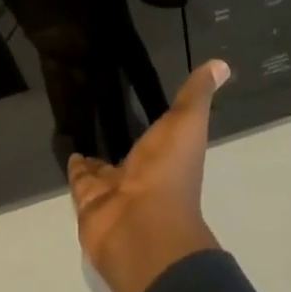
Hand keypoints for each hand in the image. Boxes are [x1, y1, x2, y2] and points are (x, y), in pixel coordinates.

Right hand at [66, 58, 229, 291]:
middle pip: (131, 152)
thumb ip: (196, 95)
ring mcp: (115, 190)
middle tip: (105, 108)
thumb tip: (222, 64)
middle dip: (122, 136)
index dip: (157, 120)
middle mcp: (144, 175)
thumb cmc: (168, 173)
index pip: (162, 135)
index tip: (144, 97)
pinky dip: (75, 166)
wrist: (139, 227)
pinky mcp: (88, 200)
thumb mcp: (187, 124)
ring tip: (82, 124)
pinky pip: (80, 179)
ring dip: (96, 152)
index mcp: (169, 158)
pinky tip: (69, 147)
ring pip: (103, 167)